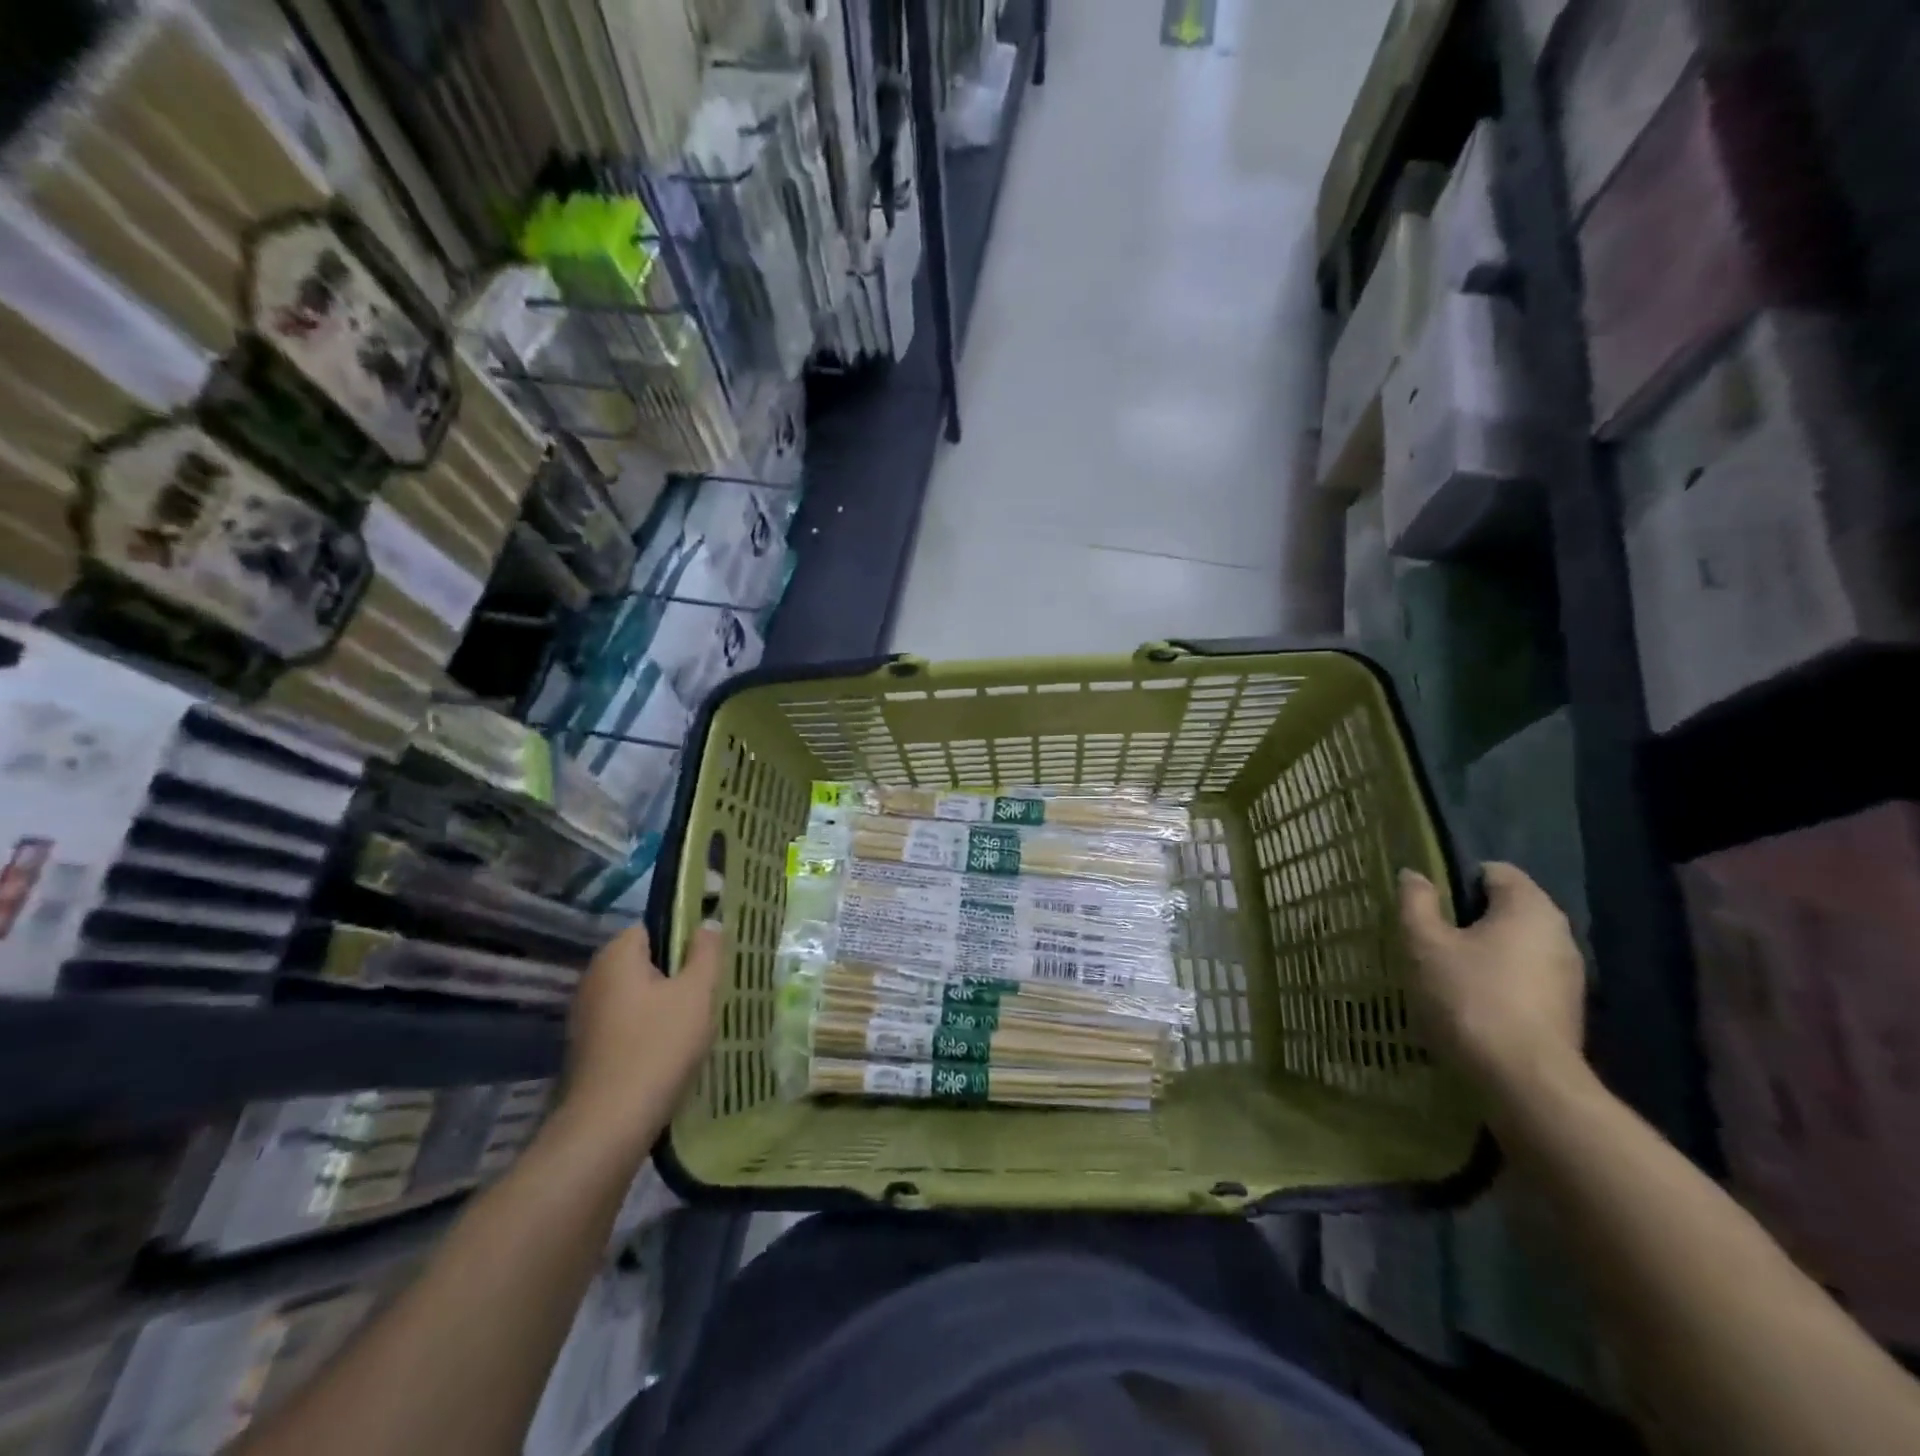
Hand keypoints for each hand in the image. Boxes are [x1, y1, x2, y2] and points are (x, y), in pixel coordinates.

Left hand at [560, 921, 724, 1153]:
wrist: (610, 1123)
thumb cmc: (659, 1045)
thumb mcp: (697, 992)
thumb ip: (707, 951)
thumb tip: (708, 923)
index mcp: (616, 955)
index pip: (653, 926)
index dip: (684, 937)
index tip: (709, 959)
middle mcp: (594, 977)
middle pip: (645, 960)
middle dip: (676, 972)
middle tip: (708, 991)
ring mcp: (586, 1014)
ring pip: (636, 994)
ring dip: (663, 1003)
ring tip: (694, 1022)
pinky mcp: (587, 1047)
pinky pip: (626, 1022)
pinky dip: (647, 1028)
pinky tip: (669, 1049)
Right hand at [1398, 862, 1586, 1097]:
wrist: (1524, 1081)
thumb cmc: (1469, 997)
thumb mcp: (1425, 944)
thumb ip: (1417, 903)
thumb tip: (1415, 875)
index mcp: (1529, 908)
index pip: (1496, 871)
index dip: (1457, 878)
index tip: (1428, 903)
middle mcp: (1559, 934)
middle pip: (1507, 909)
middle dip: (1468, 918)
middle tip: (1429, 936)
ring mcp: (1568, 975)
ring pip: (1515, 946)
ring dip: (1482, 952)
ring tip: (1444, 971)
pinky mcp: (1566, 1010)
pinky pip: (1524, 978)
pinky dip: (1497, 980)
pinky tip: (1469, 1002)